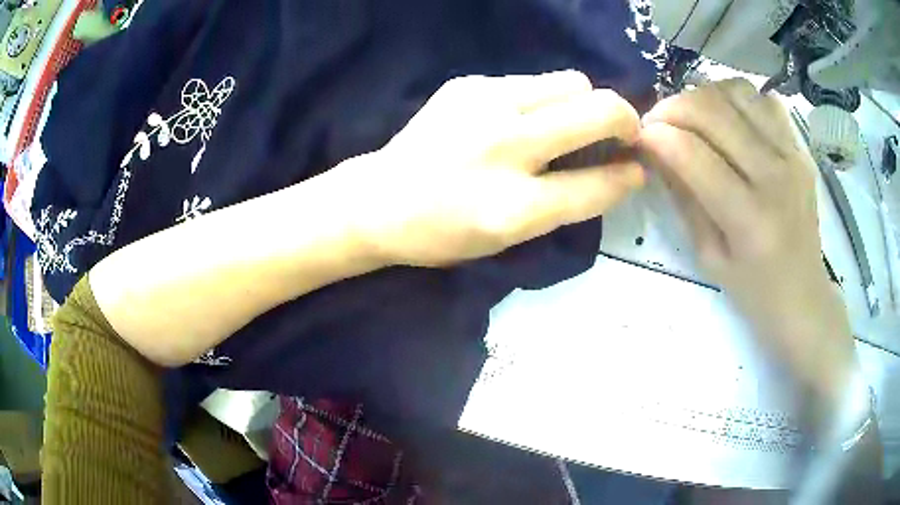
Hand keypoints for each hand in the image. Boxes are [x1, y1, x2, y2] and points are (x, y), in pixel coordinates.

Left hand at [334, 71, 643, 266]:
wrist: (378, 199)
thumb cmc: (444, 231)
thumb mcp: (510, 237)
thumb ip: (566, 203)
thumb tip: (617, 171)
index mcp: (514, 207)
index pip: (596, 183)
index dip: (627, 175)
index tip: (637, 168)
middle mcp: (505, 146)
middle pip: (597, 108)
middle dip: (624, 118)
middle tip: (622, 133)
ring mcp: (484, 104)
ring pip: (571, 81)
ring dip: (583, 103)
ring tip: (565, 124)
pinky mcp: (468, 83)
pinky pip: (532, 81)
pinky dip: (543, 99)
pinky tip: (519, 118)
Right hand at [639, 79, 860, 416]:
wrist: (805, 296)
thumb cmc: (755, 291)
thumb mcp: (709, 258)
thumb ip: (684, 199)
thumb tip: (656, 151)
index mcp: (750, 219)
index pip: (693, 155)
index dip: (657, 136)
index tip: (639, 137)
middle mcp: (774, 177)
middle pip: (713, 111)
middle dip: (672, 108)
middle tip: (658, 122)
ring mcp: (792, 156)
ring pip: (737, 94)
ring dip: (703, 96)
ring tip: (692, 116)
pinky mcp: (800, 149)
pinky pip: (763, 101)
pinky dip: (737, 99)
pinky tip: (728, 117)